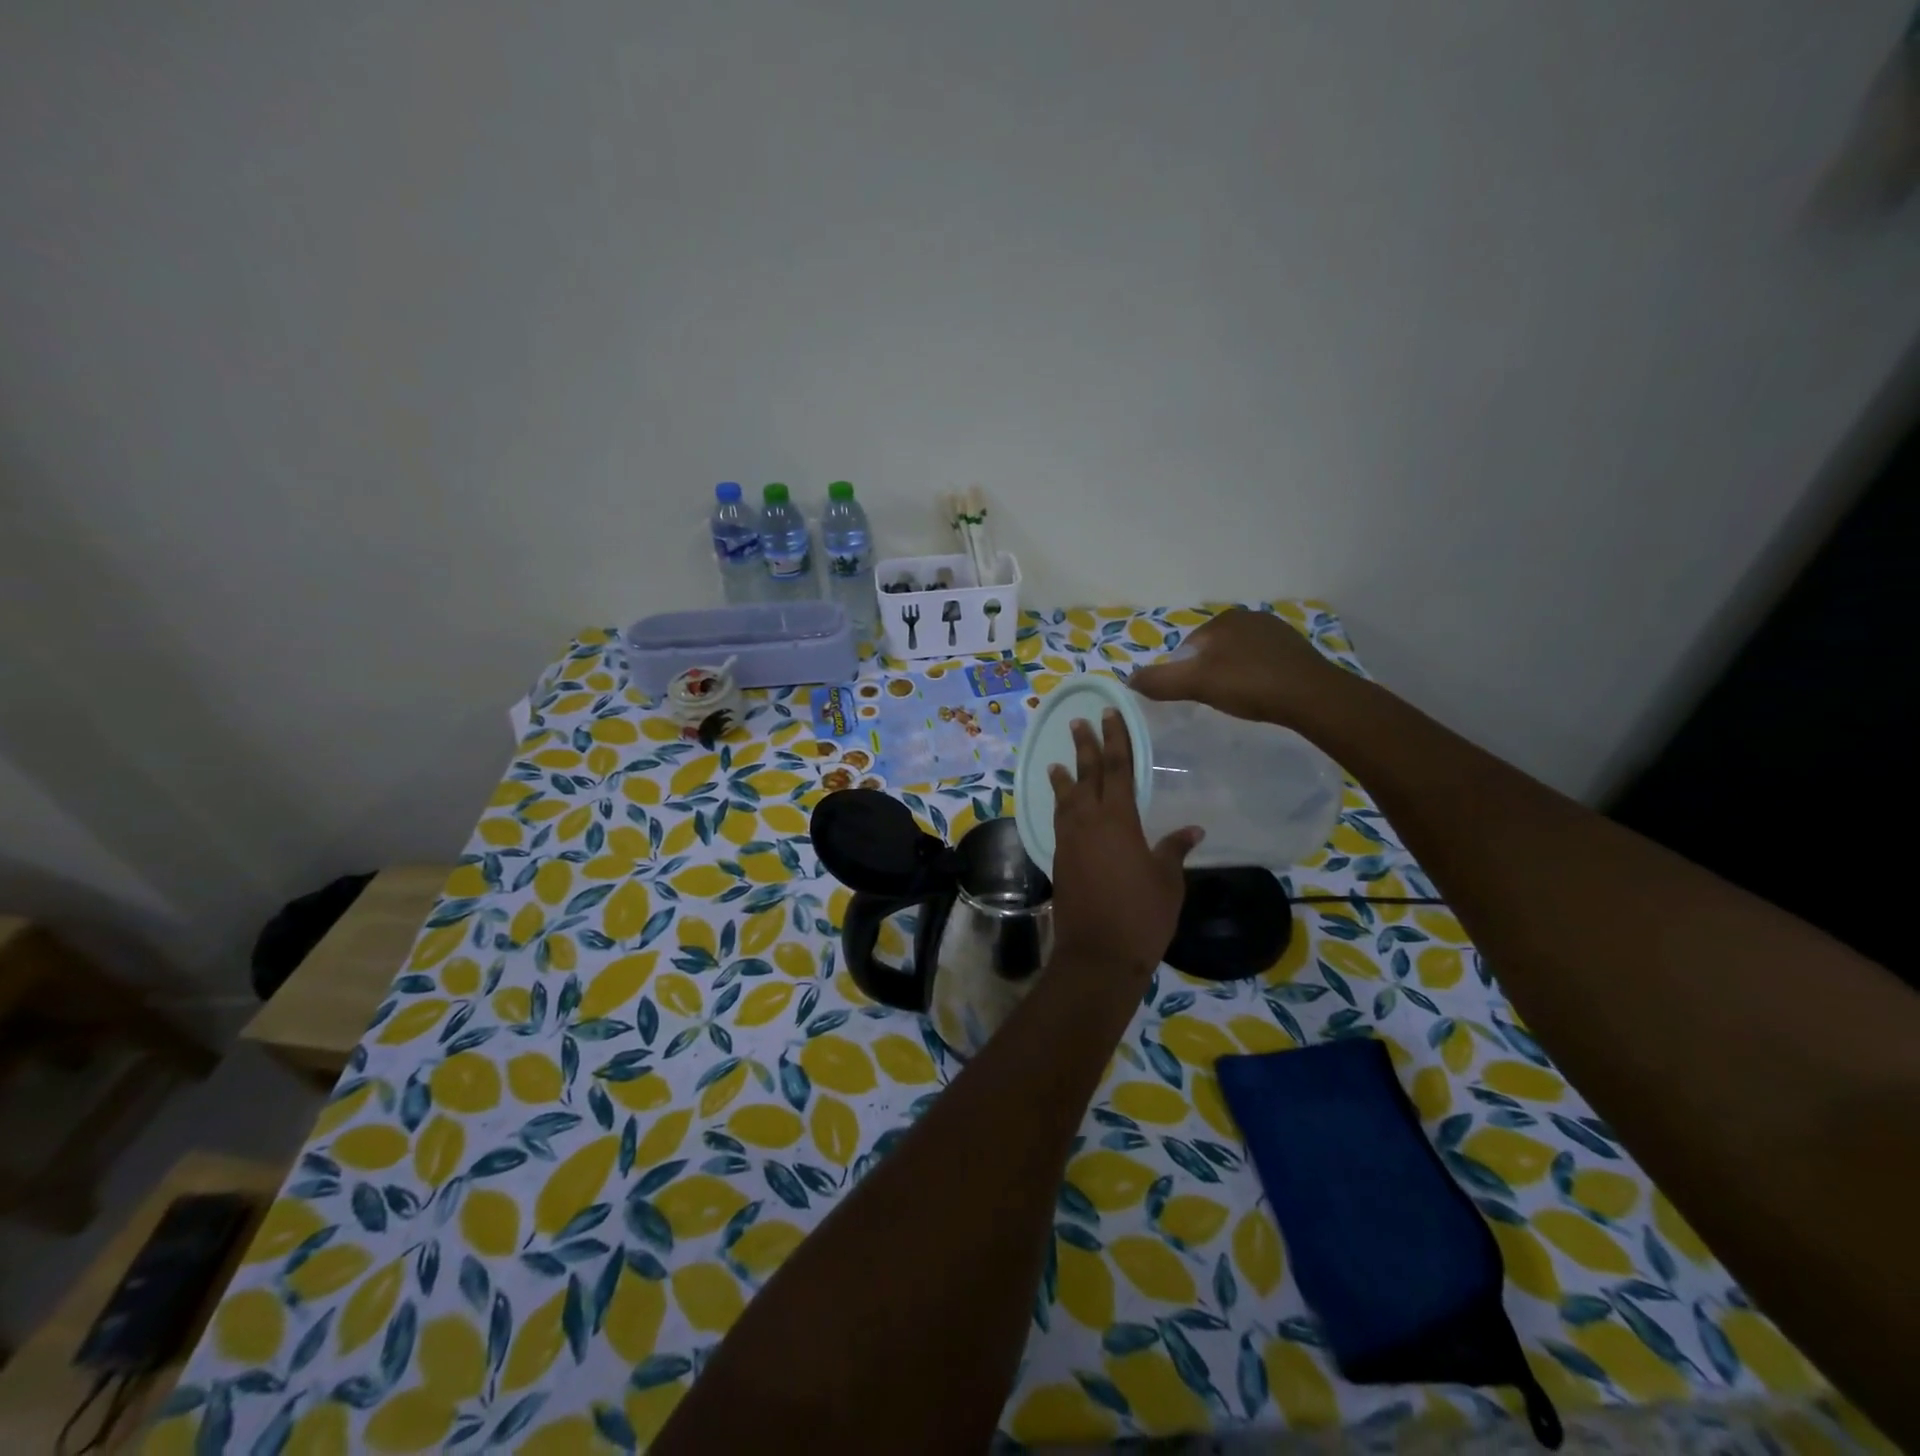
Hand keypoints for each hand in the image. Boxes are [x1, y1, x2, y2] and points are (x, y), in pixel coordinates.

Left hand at [1048, 708, 1201, 977]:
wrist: (1098, 953)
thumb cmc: (1141, 915)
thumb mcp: (1168, 880)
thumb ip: (1174, 849)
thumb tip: (1192, 828)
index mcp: (1118, 819)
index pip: (1117, 768)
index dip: (1115, 738)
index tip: (1110, 714)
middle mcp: (1088, 822)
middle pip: (1086, 775)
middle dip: (1084, 747)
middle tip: (1078, 722)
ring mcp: (1069, 840)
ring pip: (1066, 798)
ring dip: (1065, 776)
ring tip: (1058, 761)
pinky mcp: (1060, 858)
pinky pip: (1059, 820)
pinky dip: (1060, 805)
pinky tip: (1062, 805)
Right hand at [1128, 608, 1344, 725]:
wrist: (1313, 697)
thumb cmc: (1249, 685)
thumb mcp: (1196, 684)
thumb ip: (1160, 681)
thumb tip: (1128, 679)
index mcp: (1223, 620)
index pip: (1189, 648)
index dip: (1185, 673)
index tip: (1195, 696)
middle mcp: (1249, 617)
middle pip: (1213, 651)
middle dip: (1209, 673)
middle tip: (1216, 700)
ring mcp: (1276, 632)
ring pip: (1238, 656)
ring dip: (1233, 675)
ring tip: (1240, 700)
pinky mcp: (1296, 649)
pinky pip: (1262, 662)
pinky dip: (1256, 677)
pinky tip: (1262, 695)